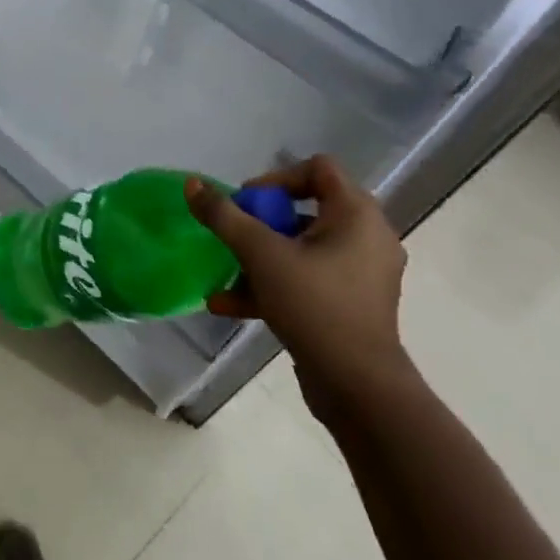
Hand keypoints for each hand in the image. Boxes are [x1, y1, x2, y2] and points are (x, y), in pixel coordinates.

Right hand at [185, 156, 408, 404]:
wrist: (360, 391)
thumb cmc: (315, 306)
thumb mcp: (261, 254)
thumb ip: (224, 216)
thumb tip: (192, 184)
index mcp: (357, 215)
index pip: (318, 168)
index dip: (277, 177)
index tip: (248, 202)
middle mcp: (367, 238)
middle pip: (306, 208)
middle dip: (261, 221)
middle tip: (236, 233)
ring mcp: (362, 275)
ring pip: (303, 248)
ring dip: (261, 256)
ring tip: (226, 270)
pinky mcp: (352, 306)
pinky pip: (308, 280)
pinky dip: (274, 284)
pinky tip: (229, 303)